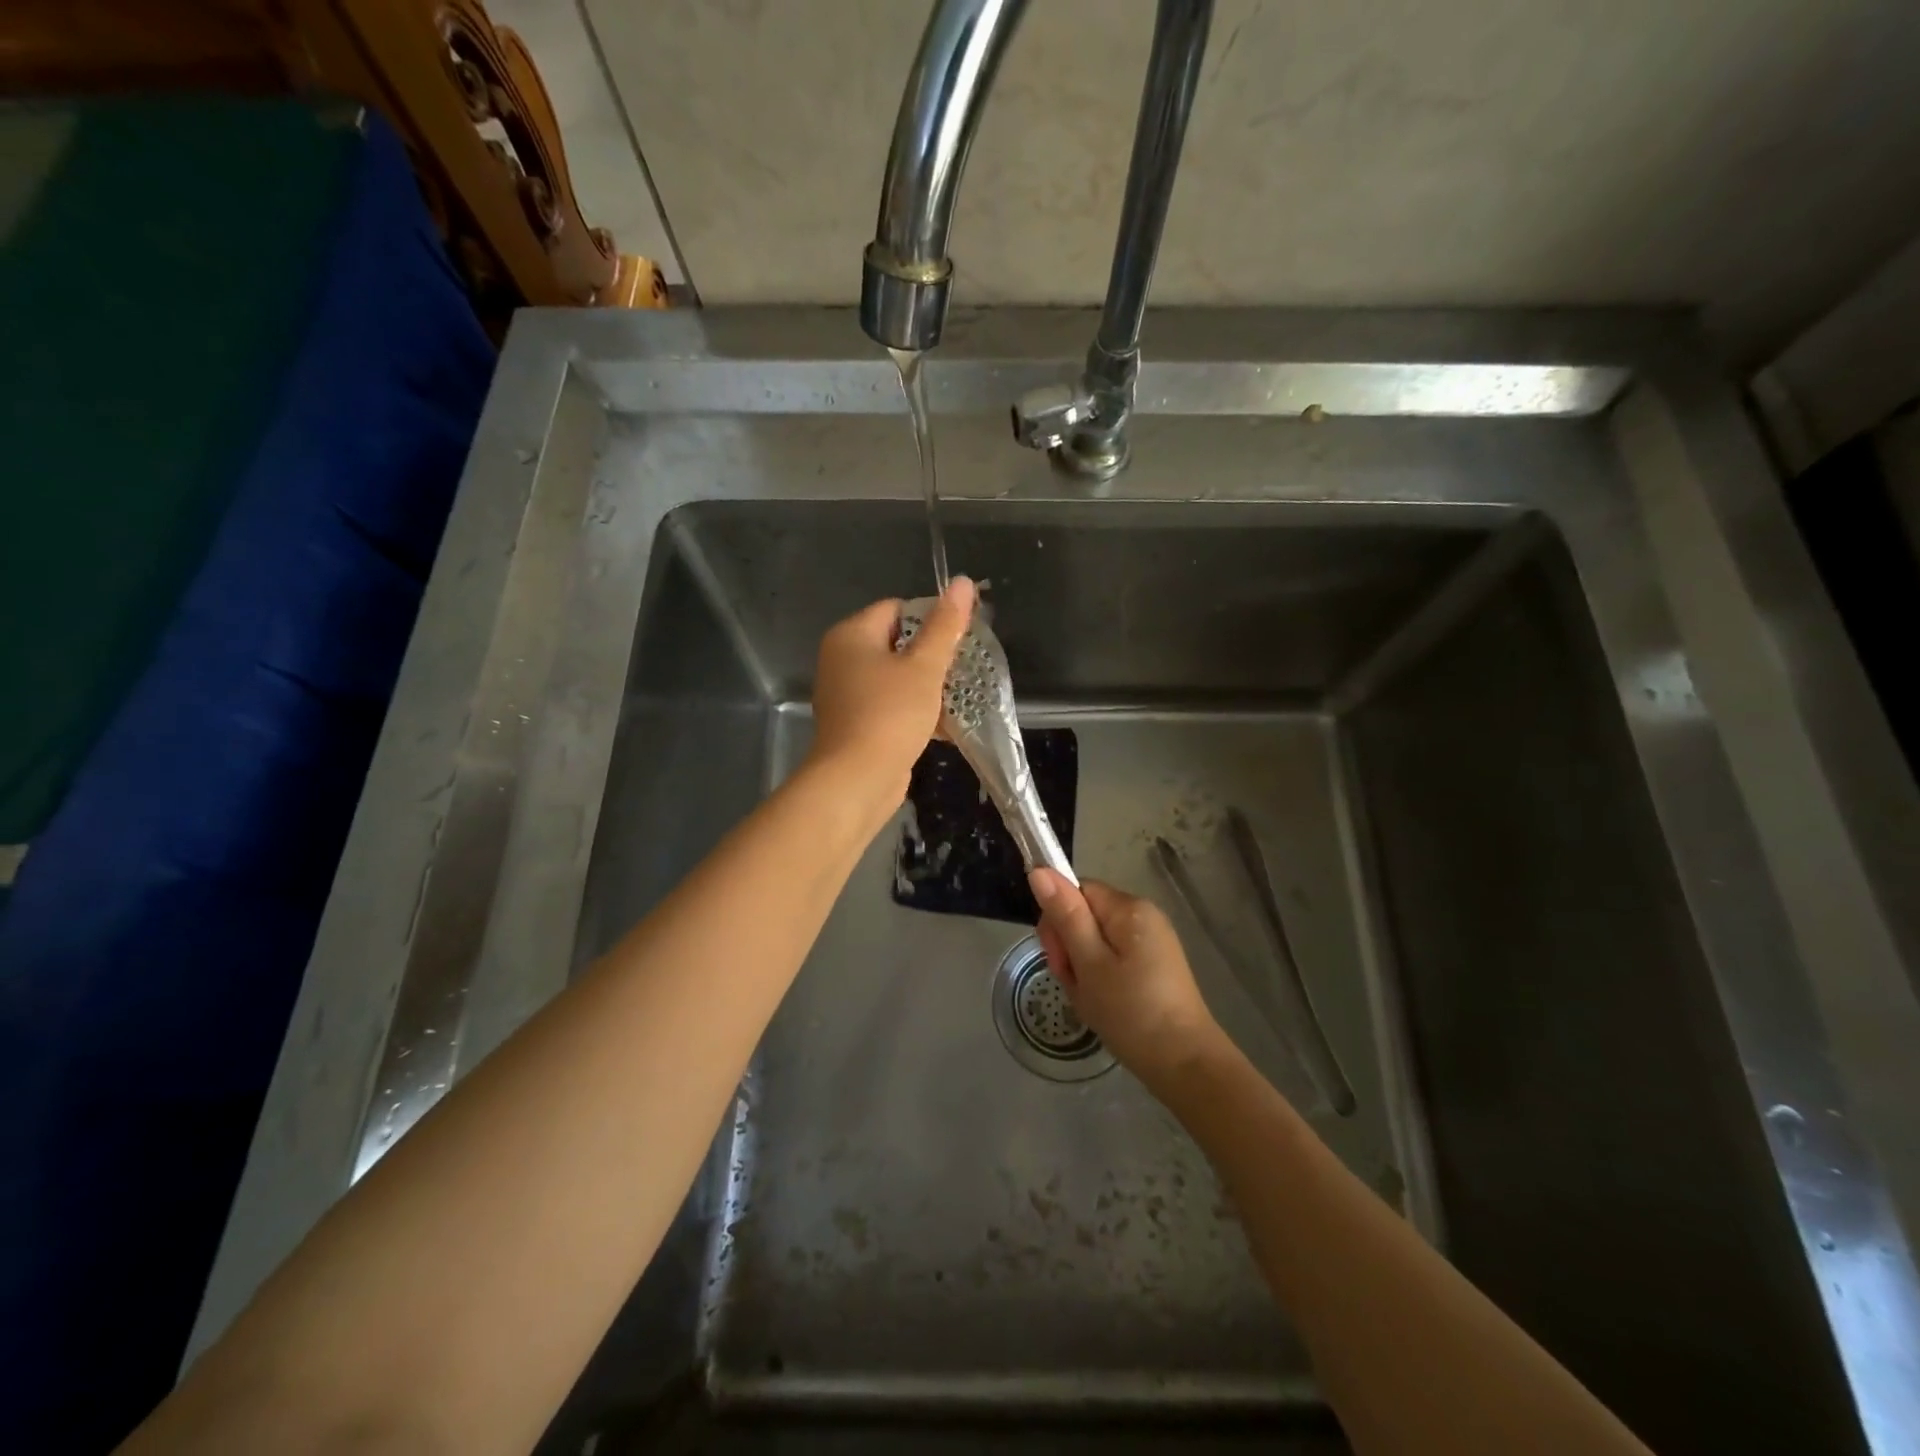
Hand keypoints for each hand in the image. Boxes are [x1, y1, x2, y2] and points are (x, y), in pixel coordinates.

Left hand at [807, 577, 975, 813]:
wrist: (857, 780)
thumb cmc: (890, 714)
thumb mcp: (924, 667)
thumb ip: (945, 626)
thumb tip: (964, 582)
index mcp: (851, 635)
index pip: (897, 608)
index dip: (932, 617)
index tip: (962, 634)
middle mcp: (842, 659)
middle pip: (897, 643)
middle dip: (933, 655)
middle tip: (966, 664)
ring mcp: (847, 694)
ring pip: (896, 677)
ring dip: (928, 685)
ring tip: (963, 692)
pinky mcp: (857, 724)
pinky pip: (891, 706)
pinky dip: (916, 710)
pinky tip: (947, 724)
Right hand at [1029, 870, 1225, 1088]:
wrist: (1185, 1065)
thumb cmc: (1131, 1012)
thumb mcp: (1089, 963)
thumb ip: (1065, 916)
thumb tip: (1040, 870)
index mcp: (1129, 908)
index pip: (1076, 890)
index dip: (1058, 920)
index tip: (1059, 958)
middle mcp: (1143, 916)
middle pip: (1086, 914)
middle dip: (1070, 947)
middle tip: (1075, 984)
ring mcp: (1151, 942)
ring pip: (1096, 941)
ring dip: (1083, 967)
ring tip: (1091, 1000)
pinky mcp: (1154, 966)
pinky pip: (1113, 958)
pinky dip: (1100, 979)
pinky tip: (1104, 1005)